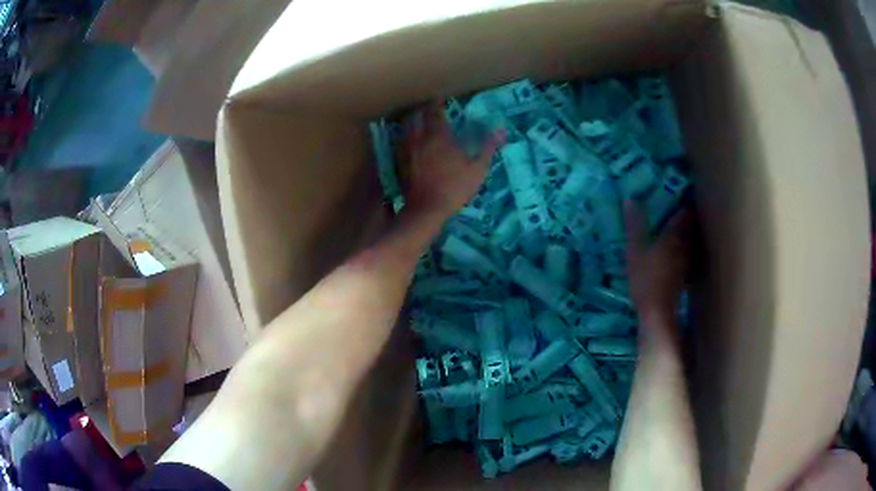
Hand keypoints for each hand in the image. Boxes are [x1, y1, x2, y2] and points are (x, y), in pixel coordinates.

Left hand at [401, 101, 502, 218]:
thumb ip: (488, 148)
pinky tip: (409, 141)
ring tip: (418, 121)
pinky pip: (400, 143)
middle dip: (422, 110)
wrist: (427, 209)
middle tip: (429, 108)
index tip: (439, 98)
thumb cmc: (455, 188)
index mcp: (439, 136)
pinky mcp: (400, 162)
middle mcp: (420, 139)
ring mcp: (407, 150)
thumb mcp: (477, 169)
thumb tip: (501, 131)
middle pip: (416, 117)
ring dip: (412, 122)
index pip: (435, 112)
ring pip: (406, 128)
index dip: (437, 103)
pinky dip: (405, 137)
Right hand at [624, 202, 691, 328]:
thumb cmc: (645, 278)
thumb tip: (630, 199)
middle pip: (690, 229)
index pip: (684, 216)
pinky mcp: (684, 279)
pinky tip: (679, 258)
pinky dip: (685, 255)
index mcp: (674, 237)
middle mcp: (684, 247)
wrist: (657, 313)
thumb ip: (634, 226)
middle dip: (687, 221)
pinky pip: (688, 260)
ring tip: (680, 234)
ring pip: (691, 245)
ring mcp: (686, 264)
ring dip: (688, 238)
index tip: (682, 199)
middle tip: (680, 214)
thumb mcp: (634, 251)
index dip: (684, 206)